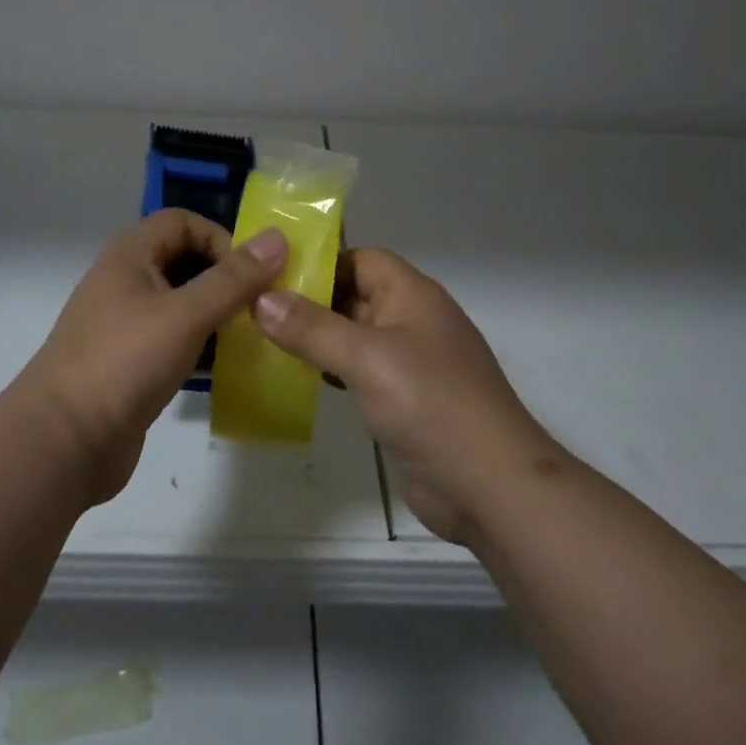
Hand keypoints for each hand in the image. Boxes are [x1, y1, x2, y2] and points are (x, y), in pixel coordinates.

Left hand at [12, 210, 287, 505]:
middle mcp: (125, 281)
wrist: (63, 442)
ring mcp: (126, 324)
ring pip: (182, 303)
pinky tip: (226, 367)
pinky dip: (202, 345)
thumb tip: (278, 238)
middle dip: (225, 278)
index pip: (183, 222)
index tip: (251, 276)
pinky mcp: (131, 362)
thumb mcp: (185, 315)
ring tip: (252, 337)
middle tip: (260, 306)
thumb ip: (233, 279)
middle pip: (185, 260)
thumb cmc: (124, 363)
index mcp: (130, 255)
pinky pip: (175, 339)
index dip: (220, 238)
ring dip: (218, 314)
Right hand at [253, 248, 559, 542]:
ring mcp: (411, 364)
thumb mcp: (366, 358)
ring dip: (318, 338)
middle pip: (356, 296)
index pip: (362, 259)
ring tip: (265, 341)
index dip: (321, 262)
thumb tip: (261, 299)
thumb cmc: (430, 404)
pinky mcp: (405, 402)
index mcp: (413, 295)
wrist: (489, 485)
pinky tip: (300, 380)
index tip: (272, 277)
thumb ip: (312, 328)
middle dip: (311, 301)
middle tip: (256, 310)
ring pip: (355, 337)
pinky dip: (332, 371)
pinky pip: (361, 373)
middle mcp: (413, 322)